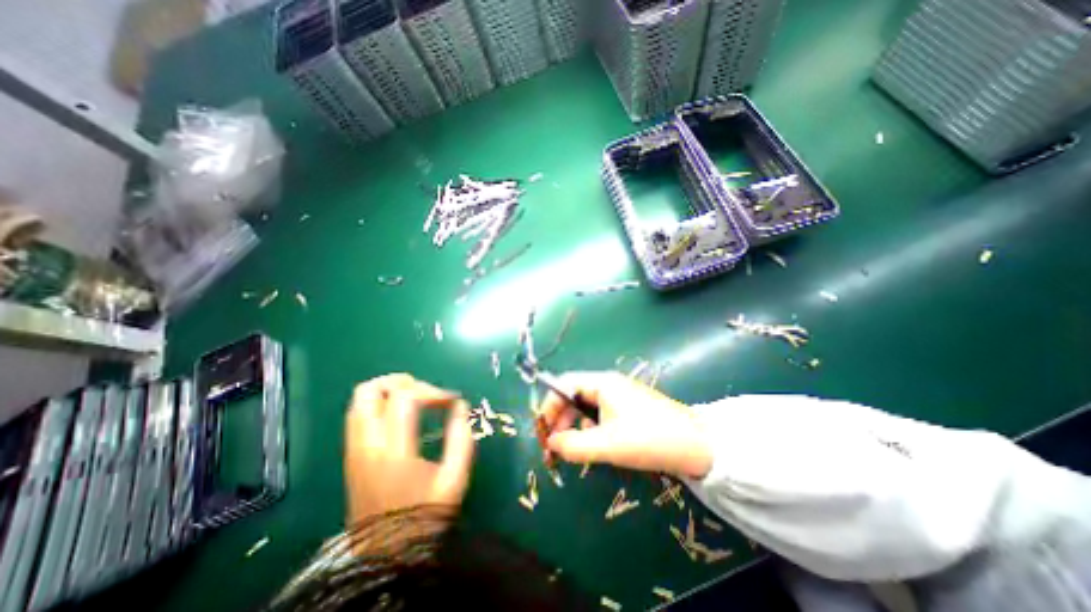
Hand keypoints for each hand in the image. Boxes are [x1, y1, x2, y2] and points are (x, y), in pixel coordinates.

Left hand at [342, 375, 475, 522]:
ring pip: (358, 400)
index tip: (452, 400)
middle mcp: (367, 446)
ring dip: (387, 390)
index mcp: (394, 451)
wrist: (386, 557)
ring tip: (414, 399)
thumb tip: (461, 407)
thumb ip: (462, 440)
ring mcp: (354, 450)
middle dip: (401, 382)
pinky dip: (378, 404)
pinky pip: (357, 415)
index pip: (406, 398)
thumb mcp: (454, 480)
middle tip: (426, 392)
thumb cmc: (425, 517)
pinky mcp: (350, 457)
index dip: (433, 391)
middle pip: (370, 391)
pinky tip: (399, 416)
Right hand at [540, 372, 717, 476]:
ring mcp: (620, 395)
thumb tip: (551, 443)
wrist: (698, 446)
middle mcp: (608, 384)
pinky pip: (600, 414)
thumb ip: (573, 445)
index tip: (542, 431)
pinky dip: (591, 429)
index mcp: (602, 383)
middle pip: (573, 395)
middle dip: (560, 419)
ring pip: (586, 406)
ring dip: (575, 426)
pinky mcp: (629, 408)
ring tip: (575, 449)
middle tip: (554, 447)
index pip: (564, 385)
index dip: (549, 406)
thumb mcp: (607, 445)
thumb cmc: (649, 439)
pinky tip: (596, 445)